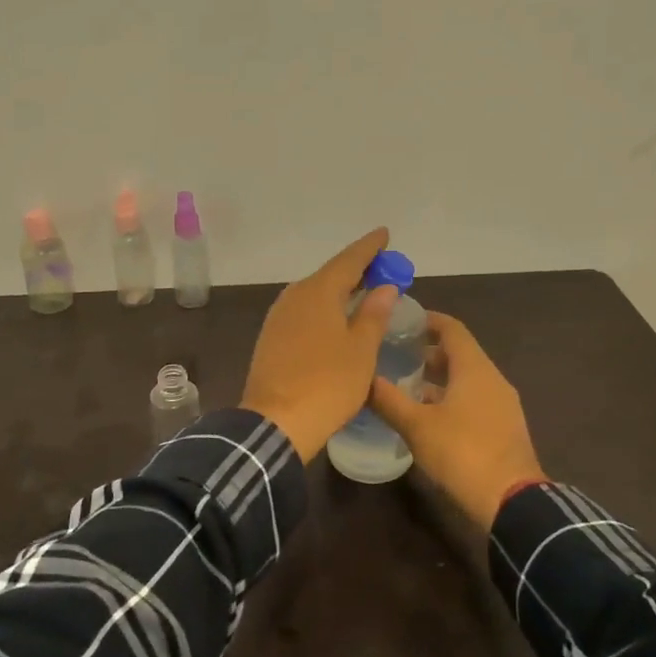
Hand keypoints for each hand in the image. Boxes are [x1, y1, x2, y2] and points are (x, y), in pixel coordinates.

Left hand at [242, 229, 400, 462]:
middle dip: (356, 270)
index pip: (349, 260)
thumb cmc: (327, 384)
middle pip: (329, 275)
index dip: (369, 248)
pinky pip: (304, 312)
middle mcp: (294, 296)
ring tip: (362, 293)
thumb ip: (373, 314)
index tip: (384, 234)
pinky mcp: (271, 338)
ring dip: (339, 291)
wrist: (276, 422)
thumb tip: (383, 286)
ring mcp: (278, 318)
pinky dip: (324, 309)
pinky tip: (335, 320)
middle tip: (381, 269)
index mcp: (318, 292)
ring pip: (314, 294)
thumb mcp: (361, 350)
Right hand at [368, 311, 544, 530]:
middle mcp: (492, 379)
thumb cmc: (462, 452)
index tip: (402, 321)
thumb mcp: (416, 426)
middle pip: (460, 353)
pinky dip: (451, 398)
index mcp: (474, 369)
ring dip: (439, 378)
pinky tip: (429, 416)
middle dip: (429, 351)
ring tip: (406, 386)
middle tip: (396, 354)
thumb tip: (362, 378)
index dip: (428, 320)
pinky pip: (474, 400)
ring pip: (467, 379)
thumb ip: (388, 399)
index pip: (452, 329)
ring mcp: (502, 405)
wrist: (511, 501)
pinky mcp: (504, 428)